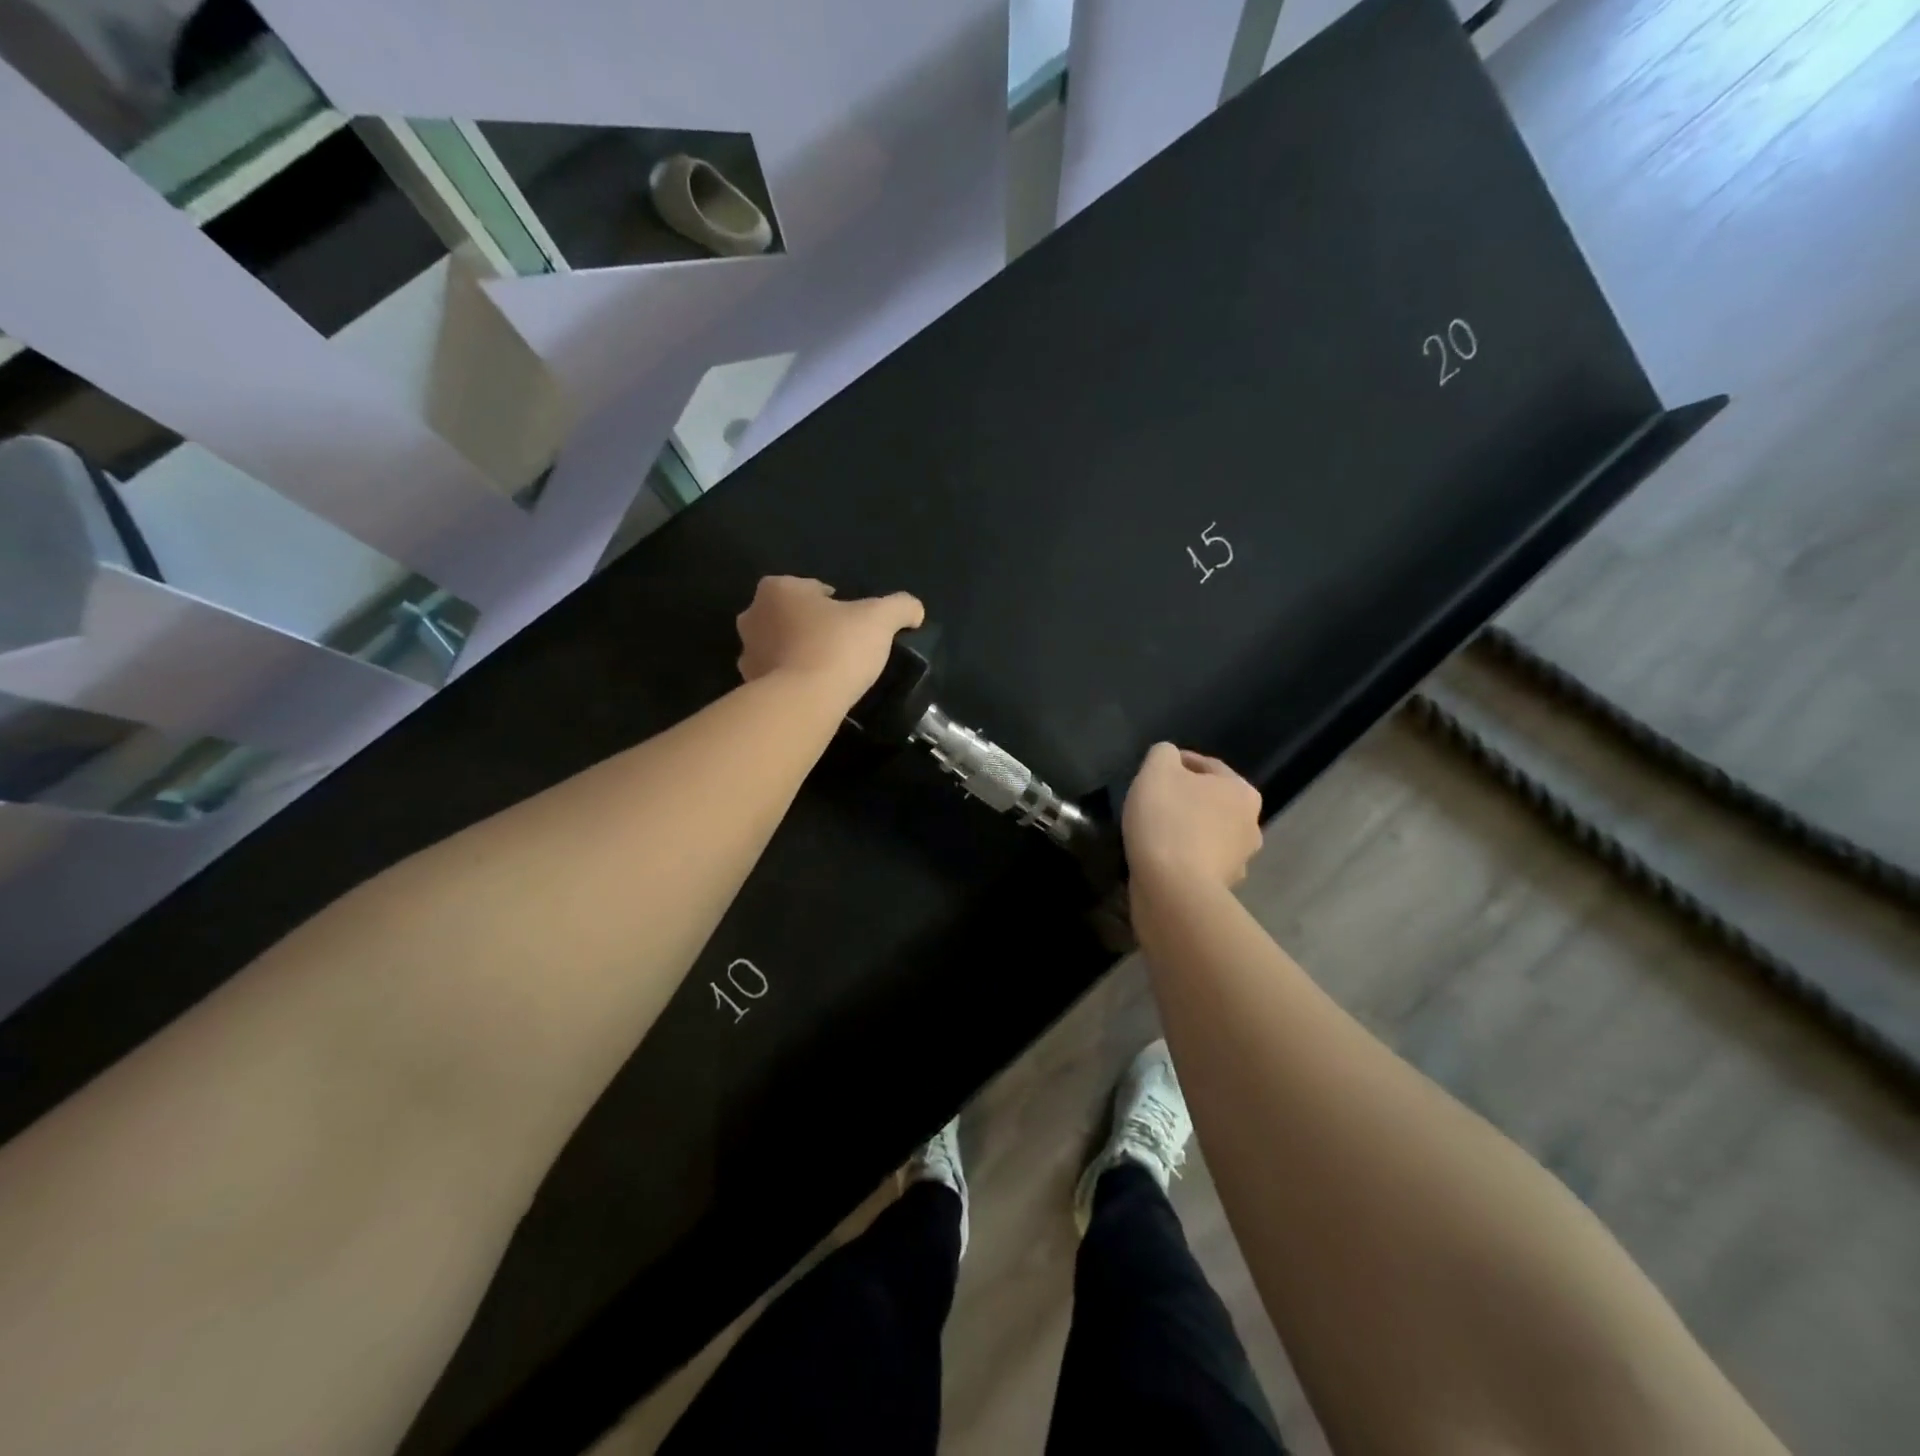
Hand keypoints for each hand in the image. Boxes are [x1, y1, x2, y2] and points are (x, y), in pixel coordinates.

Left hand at [736, 576, 924, 700]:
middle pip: (792, 616)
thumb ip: (901, 606)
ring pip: (780, 646)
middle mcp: (753, 615)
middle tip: (842, 646)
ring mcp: (746, 653)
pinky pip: (776, 676)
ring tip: (829, 671)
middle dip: (812, 626)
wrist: (803, 702)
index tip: (854, 624)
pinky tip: (814, 691)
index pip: (813, 589)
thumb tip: (915, 611)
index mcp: (778, 589)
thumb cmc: (838, 647)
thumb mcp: (881, 619)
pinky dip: (791, 679)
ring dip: (799, 653)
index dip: (837, 604)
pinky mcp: (748, 686)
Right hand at [1122, 742, 1264, 890]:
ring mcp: (1240, 860)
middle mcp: (1251, 824)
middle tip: (1155, 800)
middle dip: (1187, 798)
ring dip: (1188, 829)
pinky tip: (1163, 858)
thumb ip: (1164, 754)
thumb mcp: (1156, 770)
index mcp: (1241, 791)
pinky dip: (1185, 857)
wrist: (1172, 889)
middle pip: (1212, 800)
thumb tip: (1170, 757)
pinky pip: (1200, 862)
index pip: (1207, 766)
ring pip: (1209, 833)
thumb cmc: (1167, 821)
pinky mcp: (1222, 888)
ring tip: (1156, 831)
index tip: (1152, 770)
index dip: (1178, 762)